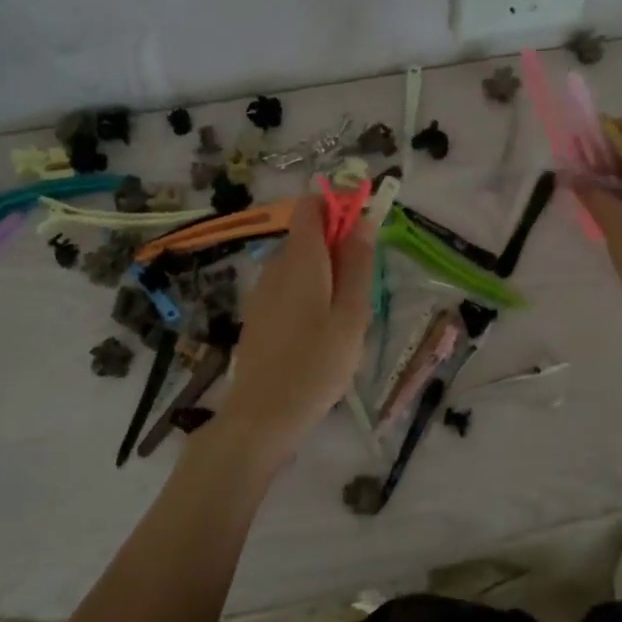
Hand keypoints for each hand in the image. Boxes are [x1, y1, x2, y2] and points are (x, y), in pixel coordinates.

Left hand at [213, 195, 375, 464]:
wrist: (263, 415)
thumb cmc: (317, 364)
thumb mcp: (352, 314)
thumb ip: (358, 264)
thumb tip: (362, 219)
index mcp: (301, 260)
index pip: (312, 206)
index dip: (338, 207)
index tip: (363, 233)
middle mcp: (275, 266)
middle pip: (307, 236)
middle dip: (338, 249)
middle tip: (361, 293)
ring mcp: (262, 291)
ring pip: (299, 265)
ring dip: (325, 276)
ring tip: (344, 321)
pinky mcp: (258, 314)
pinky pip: (287, 288)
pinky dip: (308, 296)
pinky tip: (319, 336)